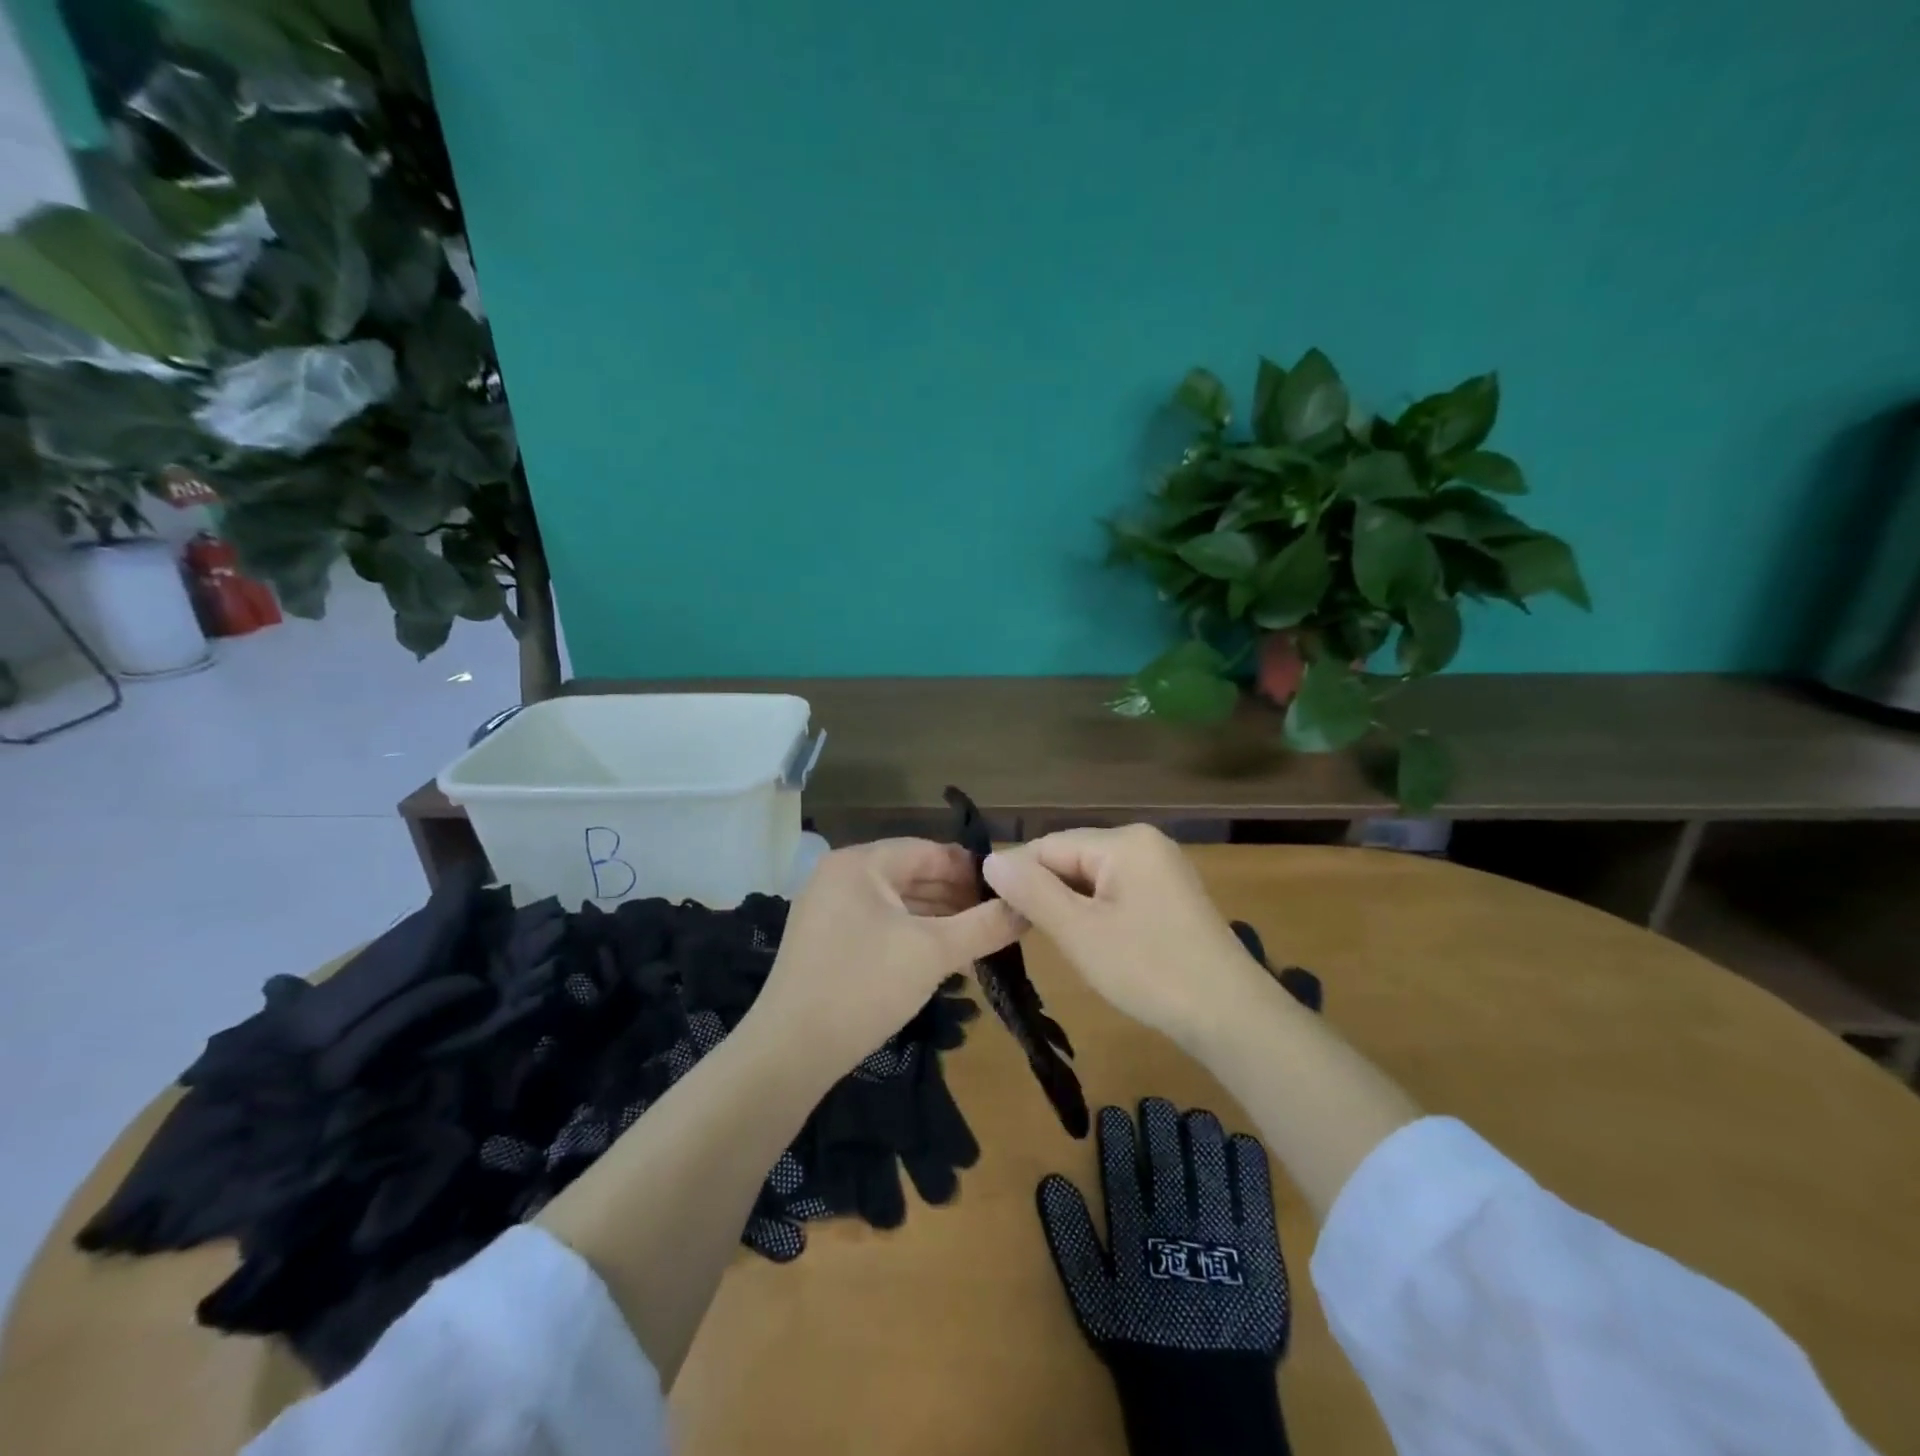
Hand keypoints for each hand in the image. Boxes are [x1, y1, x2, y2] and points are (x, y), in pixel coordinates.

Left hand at [747, 839, 1022, 1077]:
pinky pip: (876, 923)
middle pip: (910, 874)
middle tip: (996, 918)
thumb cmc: (865, 987)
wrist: (789, 1052)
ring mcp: (826, 909)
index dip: (970, 868)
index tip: (1007, 890)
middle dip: (955, 895)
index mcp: (859, 864)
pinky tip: (937, 955)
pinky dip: (909, 933)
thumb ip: (985, 926)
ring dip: (935, 917)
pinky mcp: (823, 940)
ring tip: (975, 939)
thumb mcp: (933, 953)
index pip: (927, 850)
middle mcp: (839, 876)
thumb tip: (1028, 908)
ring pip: (894, 902)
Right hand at [983, 825, 1271, 1044]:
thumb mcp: (1080, 932)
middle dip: (1044, 891)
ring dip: (1068, 905)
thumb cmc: (1150, 970)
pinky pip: (1116, 892)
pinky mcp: (1171, 896)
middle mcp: (1145, 843)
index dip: (1018, 877)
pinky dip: (1095, 912)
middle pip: (1072, 858)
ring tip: (1052, 940)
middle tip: (1019, 933)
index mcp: (1124, 841)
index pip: (1049, 845)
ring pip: (1092, 877)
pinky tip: (1090, 941)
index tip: (993, 913)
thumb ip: (1032, 891)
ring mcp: (1162, 869)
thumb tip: (991, 859)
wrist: (1232, 1017)